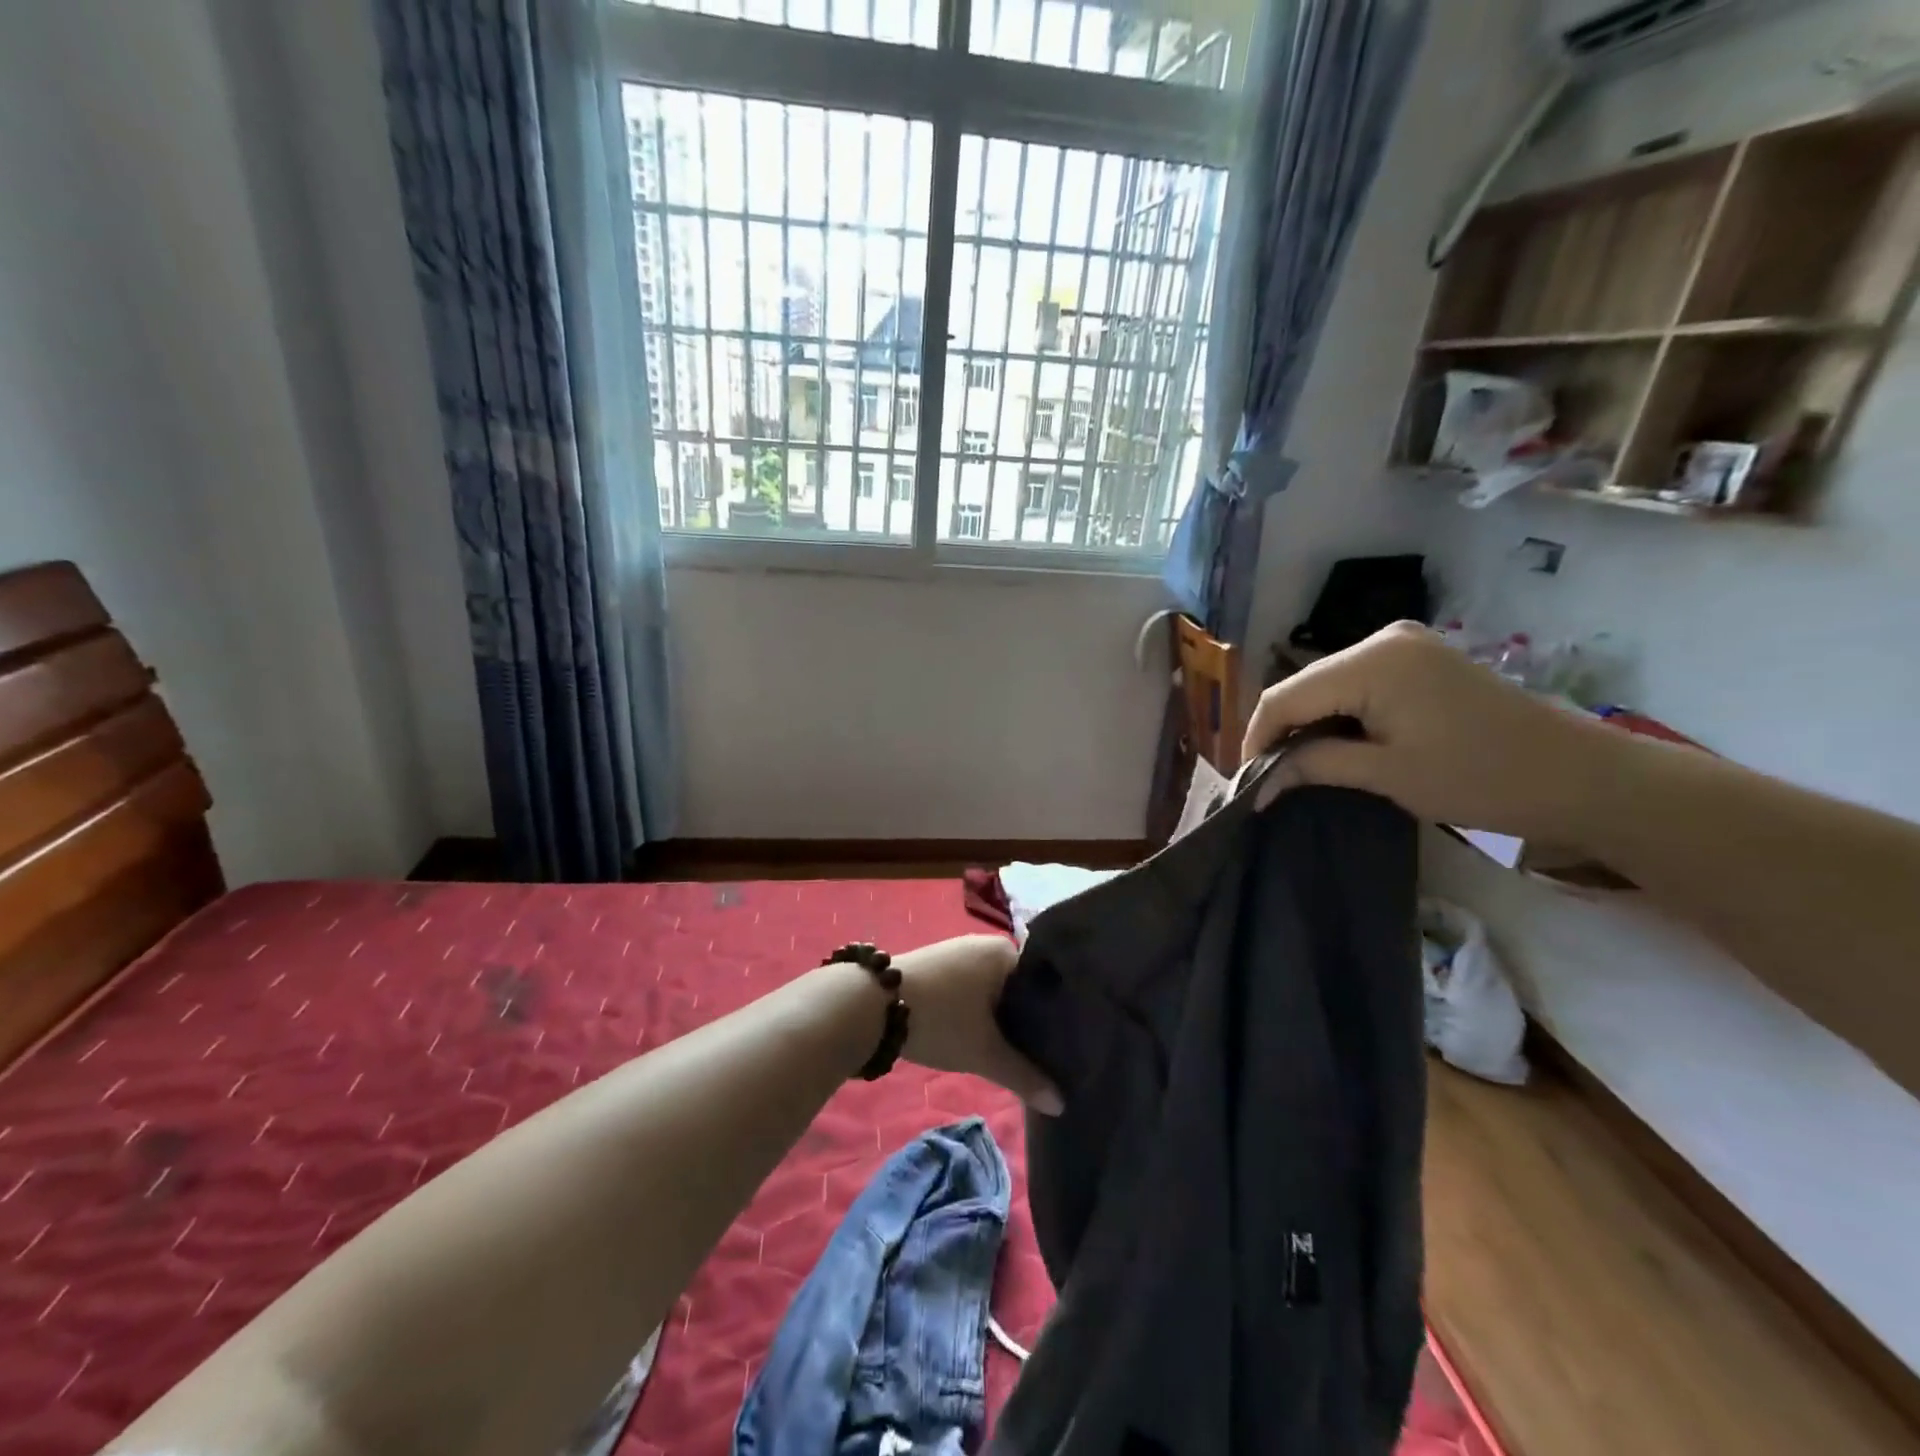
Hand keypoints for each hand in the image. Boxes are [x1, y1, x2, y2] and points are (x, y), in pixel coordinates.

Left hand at [895, 935, 1063, 1115]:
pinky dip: (980, 1011)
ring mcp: (958, 952)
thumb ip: (1025, 1076)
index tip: (1068, 1045)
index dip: (1056, 1016)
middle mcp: (985, 944)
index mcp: (1005, 952)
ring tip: (1018, 1051)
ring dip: (1001, 1017)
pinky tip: (982, 1036)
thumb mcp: (984, 1053)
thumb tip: (1061, 1105)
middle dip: (1027, 1020)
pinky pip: (972, 988)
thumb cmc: (940, 1019)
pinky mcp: (937, 965)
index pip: (1044, 983)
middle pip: (1018, 987)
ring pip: (993, 990)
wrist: (872, 1004)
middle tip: (1046, 1056)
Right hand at [1242, 621, 1631, 843]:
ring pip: (1327, 685)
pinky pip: (1356, 683)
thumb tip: (1257, 783)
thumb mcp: (1386, 775)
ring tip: (1297, 766)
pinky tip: (1335, 743)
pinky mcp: (1419, 659)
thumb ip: (1313, 766)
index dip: (1256, 738)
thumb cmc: (1480, 778)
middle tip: (1269, 778)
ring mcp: (1404, 645)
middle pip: (1304, 686)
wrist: (1579, 776)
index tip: (1246, 782)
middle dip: (1281, 732)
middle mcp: (1381, 639)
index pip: (1285, 697)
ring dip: (1308, 724)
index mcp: (1372, 661)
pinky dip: (1337, 714)